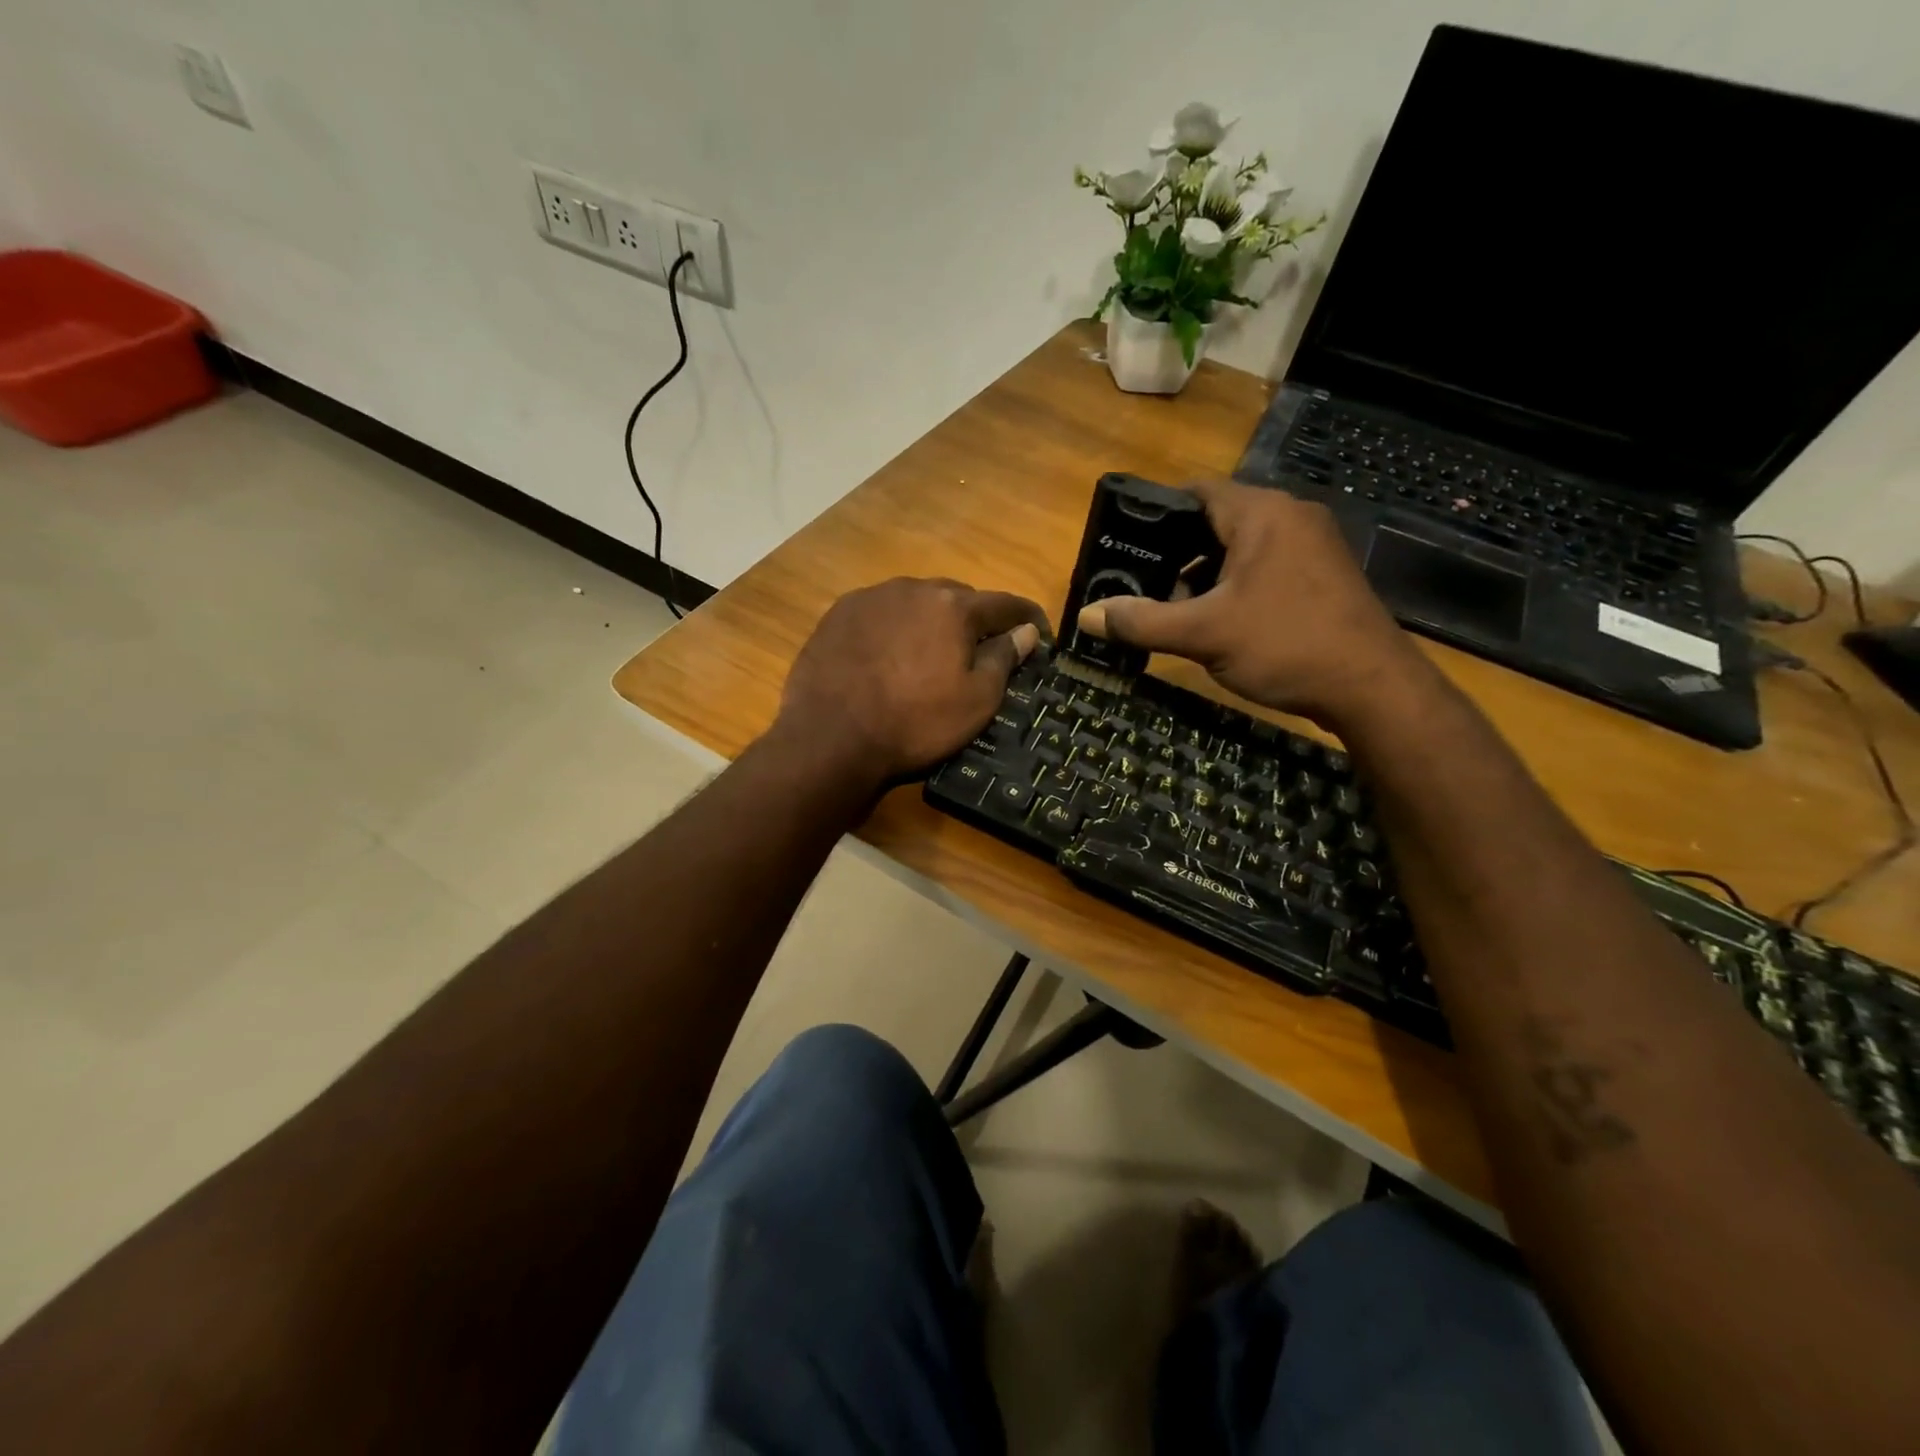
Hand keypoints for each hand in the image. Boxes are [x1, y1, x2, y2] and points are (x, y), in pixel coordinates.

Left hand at [775, 578, 1050, 783]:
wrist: (831, 737)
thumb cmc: (915, 723)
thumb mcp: (975, 701)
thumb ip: (1004, 659)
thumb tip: (1027, 632)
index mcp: (953, 606)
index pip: (1005, 604)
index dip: (1028, 619)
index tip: (1040, 635)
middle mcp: (913, 588)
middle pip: (957, 598)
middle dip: (974, 621)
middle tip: (977, 653)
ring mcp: (871, 597)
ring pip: (915, 602)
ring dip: (930, 622)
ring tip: (927, 656)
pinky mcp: (838, 614)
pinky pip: (880, 613)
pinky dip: (893, 628)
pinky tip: (886, 656)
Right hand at [1078, 479, 1429, 727]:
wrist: (1372, 687)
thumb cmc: (1285, 645)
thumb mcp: (1203, 634)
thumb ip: (1141, 622)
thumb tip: (1086, 616)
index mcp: (1261, 514)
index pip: (1196, 491)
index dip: (1155, 513)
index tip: (1124, 543)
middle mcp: (1290, 516)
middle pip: (1217, 519)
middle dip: (1176, 550)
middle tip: (1141, 582)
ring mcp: (1312, 546)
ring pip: (1241, 547)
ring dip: (1205, 572)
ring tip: (1173, 606)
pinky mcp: (1322, 576)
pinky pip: (1265, 566)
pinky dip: (1235, 585)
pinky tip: (1218, 620)